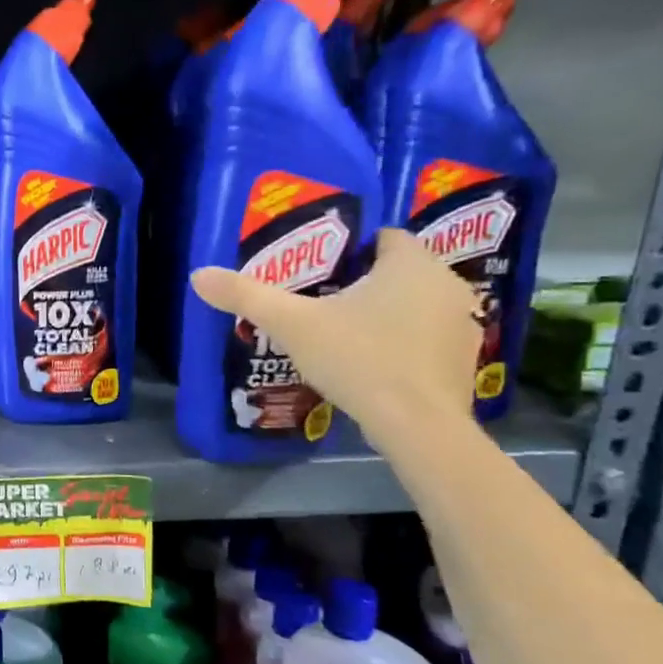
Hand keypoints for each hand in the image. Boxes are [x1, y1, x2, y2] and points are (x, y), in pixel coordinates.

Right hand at [190, 228, 480, 447]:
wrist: (417, 426)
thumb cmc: (359, 359)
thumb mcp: (294, 326)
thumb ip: (248, 297)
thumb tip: (198, 274)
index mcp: (411, 264)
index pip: (384, 237)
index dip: (351, 250)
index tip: (320, 272)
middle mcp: (446, 284)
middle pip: (399, 272)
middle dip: (365, 284)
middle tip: (323, 305)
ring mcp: (463, 324)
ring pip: (416, 305)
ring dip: (388, 314)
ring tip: (346, 337)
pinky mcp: (464, 361)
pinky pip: (427, 339)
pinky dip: (405, 345)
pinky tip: (375, 366)